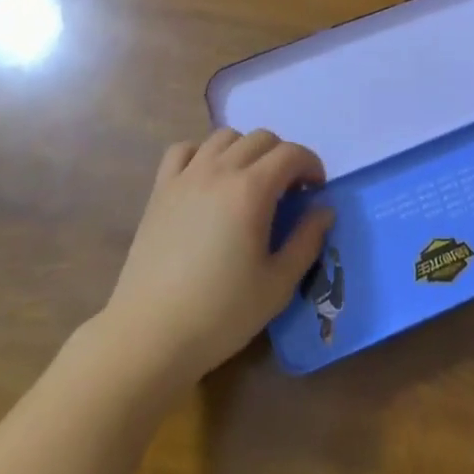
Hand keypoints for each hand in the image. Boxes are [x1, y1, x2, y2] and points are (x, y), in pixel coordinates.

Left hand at [98, 129, 333, 391]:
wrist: (150, 336)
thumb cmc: (220, 314)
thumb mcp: (278, 285)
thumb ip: (307, 241)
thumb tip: (324, 209)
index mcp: (251, 190)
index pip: (291, 153)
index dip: (311, 164)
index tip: (316, 190)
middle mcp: (220, 170)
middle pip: (261, 138)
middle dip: (283, 156)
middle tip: (288, 190)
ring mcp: (186, 176)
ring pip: (224, 137)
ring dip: (246, 150)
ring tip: (250, 181)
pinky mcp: (161, 189)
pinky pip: (184, 149)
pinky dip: (202, 153)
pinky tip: (207, 178)